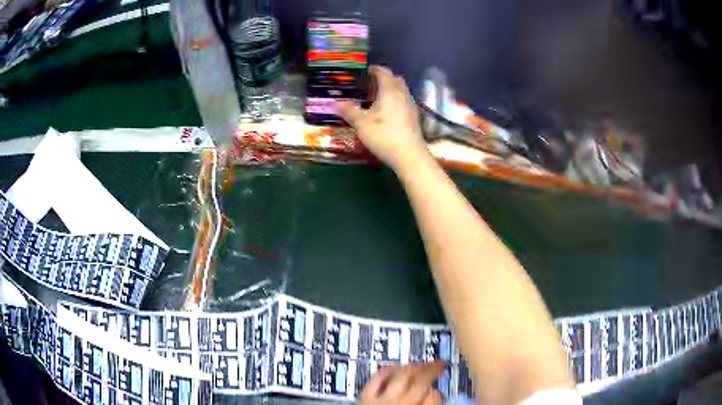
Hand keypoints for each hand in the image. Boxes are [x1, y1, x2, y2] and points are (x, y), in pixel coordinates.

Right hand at [336, 65, 430, 172]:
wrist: (410, 156)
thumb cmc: (384, 136)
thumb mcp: (361, 124)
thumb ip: (348, 111)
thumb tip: (333, 103)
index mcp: (390, 91)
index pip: (384, 72)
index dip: (375, 69)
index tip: (366, 71)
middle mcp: (403, 95)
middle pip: (395, 79)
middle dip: (384, 78)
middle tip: (370, 84)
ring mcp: (411, 106)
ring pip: (401, 91)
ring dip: (390, 90)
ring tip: (376, 98)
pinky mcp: (414, 118)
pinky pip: (404, 101)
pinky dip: (395, 101)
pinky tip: (387, 112)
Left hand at [359, 361, 444, 404]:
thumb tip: (433, 395)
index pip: (435, 397)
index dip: (438, 392)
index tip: (437, 390)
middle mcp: (403, 403)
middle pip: (421, 382)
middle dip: (432, 370)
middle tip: (439, 363)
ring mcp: (383, 399)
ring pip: (402, 376)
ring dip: (412, 367)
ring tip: (419, 364)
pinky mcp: (365, 396)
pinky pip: (378, 378)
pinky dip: (388, 370)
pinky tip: (394, 367)